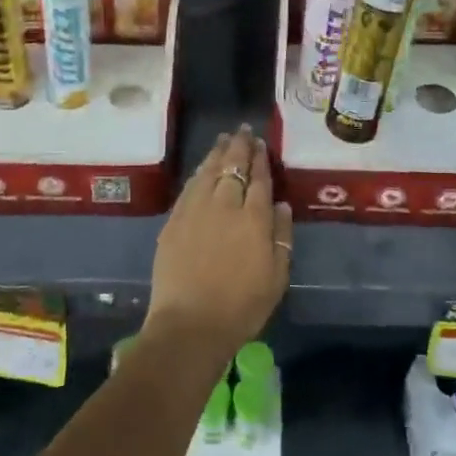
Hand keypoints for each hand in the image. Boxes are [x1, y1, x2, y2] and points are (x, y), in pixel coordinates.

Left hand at [144, 125, 291, 362]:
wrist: (190, 324)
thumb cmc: (241, 307)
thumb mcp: (276, 277)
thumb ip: (281, 237)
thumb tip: (281, 205)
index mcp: (253, 218)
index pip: (259, 179)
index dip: (261, 159)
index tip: (262, 145)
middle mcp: (224, 205)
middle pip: (232, 167)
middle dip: (239, 147)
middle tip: (243, 131)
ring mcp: (195, 210)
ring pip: (208, 171)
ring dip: (218, 153)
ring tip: (224, 139)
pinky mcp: (174, 220)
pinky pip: (189, 187)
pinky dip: (199, 172)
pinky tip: (202, 168)